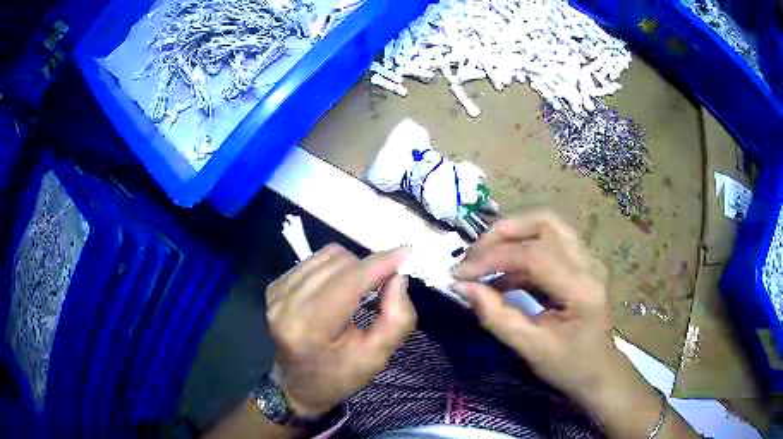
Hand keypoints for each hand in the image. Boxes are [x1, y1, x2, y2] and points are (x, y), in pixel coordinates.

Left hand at [265, 244, 415, 417]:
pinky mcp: (274, 286)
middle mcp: (286, 305)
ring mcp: (277, 293)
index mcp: (309, 328)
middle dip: (368, 268)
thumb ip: (397, 318)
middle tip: (385, 284)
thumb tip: (398, 277)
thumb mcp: (377, 357)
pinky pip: (314, 260)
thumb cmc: (339, 376)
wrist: (298, 385)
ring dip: (352, 266)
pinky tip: (339, 288)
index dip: (379, 264)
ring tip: (361, 289)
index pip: (349, 282)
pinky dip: (334, 268)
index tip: (407, 252)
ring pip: (326, 256)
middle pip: (339, 264)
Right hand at [451, 211, 695, 437]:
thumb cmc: (569, 366)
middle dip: (503, 232)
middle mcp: (589, 263)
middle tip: (473, 254)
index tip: (459, 274)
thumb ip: (497, 317)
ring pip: (547, 226)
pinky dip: (521, 250)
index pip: (534, 255)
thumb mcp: (530, 349)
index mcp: (582, 288)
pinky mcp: (581, 263)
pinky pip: (548, 242)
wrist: (599, 371)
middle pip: (544, 223)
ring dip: (512, 235)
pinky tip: (502, 274)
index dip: (492, 258)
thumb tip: (463, 287)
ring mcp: (588, 259)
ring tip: (484, 258)